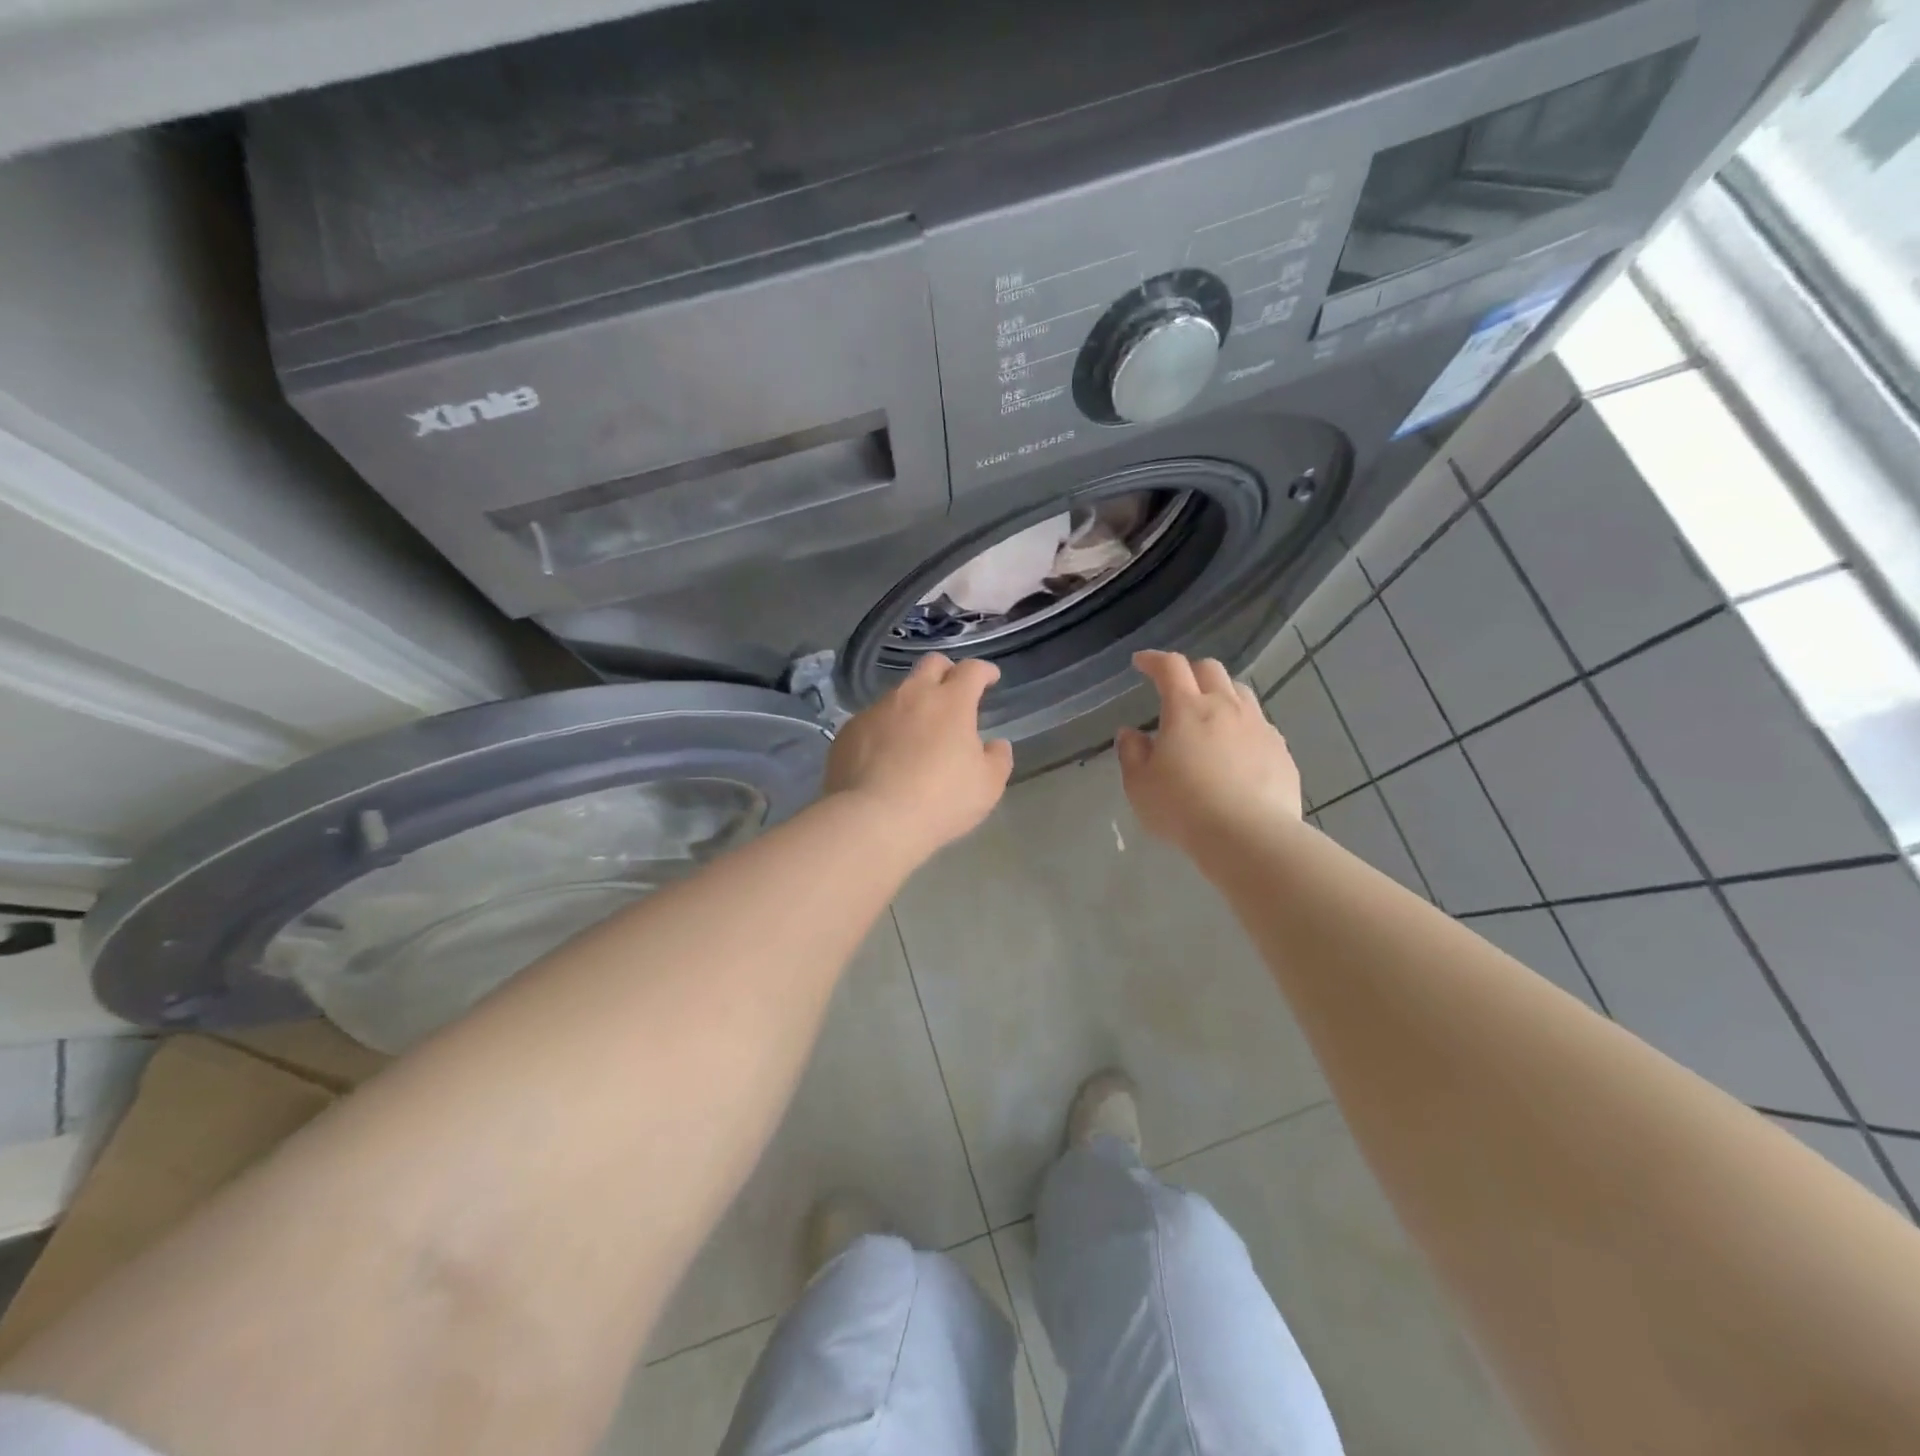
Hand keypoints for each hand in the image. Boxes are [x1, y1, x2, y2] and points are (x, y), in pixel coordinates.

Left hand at [824, 653, 1014, 856]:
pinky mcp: (848, 731)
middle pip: (931, 665)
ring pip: (898, 694)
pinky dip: (884, 731)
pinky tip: (884, 757)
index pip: (971, 670)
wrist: (872, 819)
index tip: (990, 678)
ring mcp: (875, 710)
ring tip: (916, 734)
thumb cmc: (940, 801)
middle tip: (953, 692)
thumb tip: (995, 745)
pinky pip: (872, 721)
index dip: (984, 671)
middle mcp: (912, 696)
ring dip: (912, 705)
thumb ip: (997, 759)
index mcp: (951, 702)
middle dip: (946, 671)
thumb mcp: (987, 786)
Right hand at [1117, 651, 1302, 852]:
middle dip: (1190, 671)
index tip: (1141, 663)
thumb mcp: (1140, 784)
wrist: (1248, 837)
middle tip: (1175, 688)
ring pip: (1240, 693)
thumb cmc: (1182, 808)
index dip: (1154, 660)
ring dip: (1221, 694)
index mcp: (1187, 709)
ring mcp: (1259, 727)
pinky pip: (1260, 726)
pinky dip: (1243, 727)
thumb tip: (1131, 733)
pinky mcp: (1281, 751)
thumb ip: (1131, 753)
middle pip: (1210, 669)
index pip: (1170, 667)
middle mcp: (1226, 707)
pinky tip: (1236, 751)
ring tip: (1209, 716)